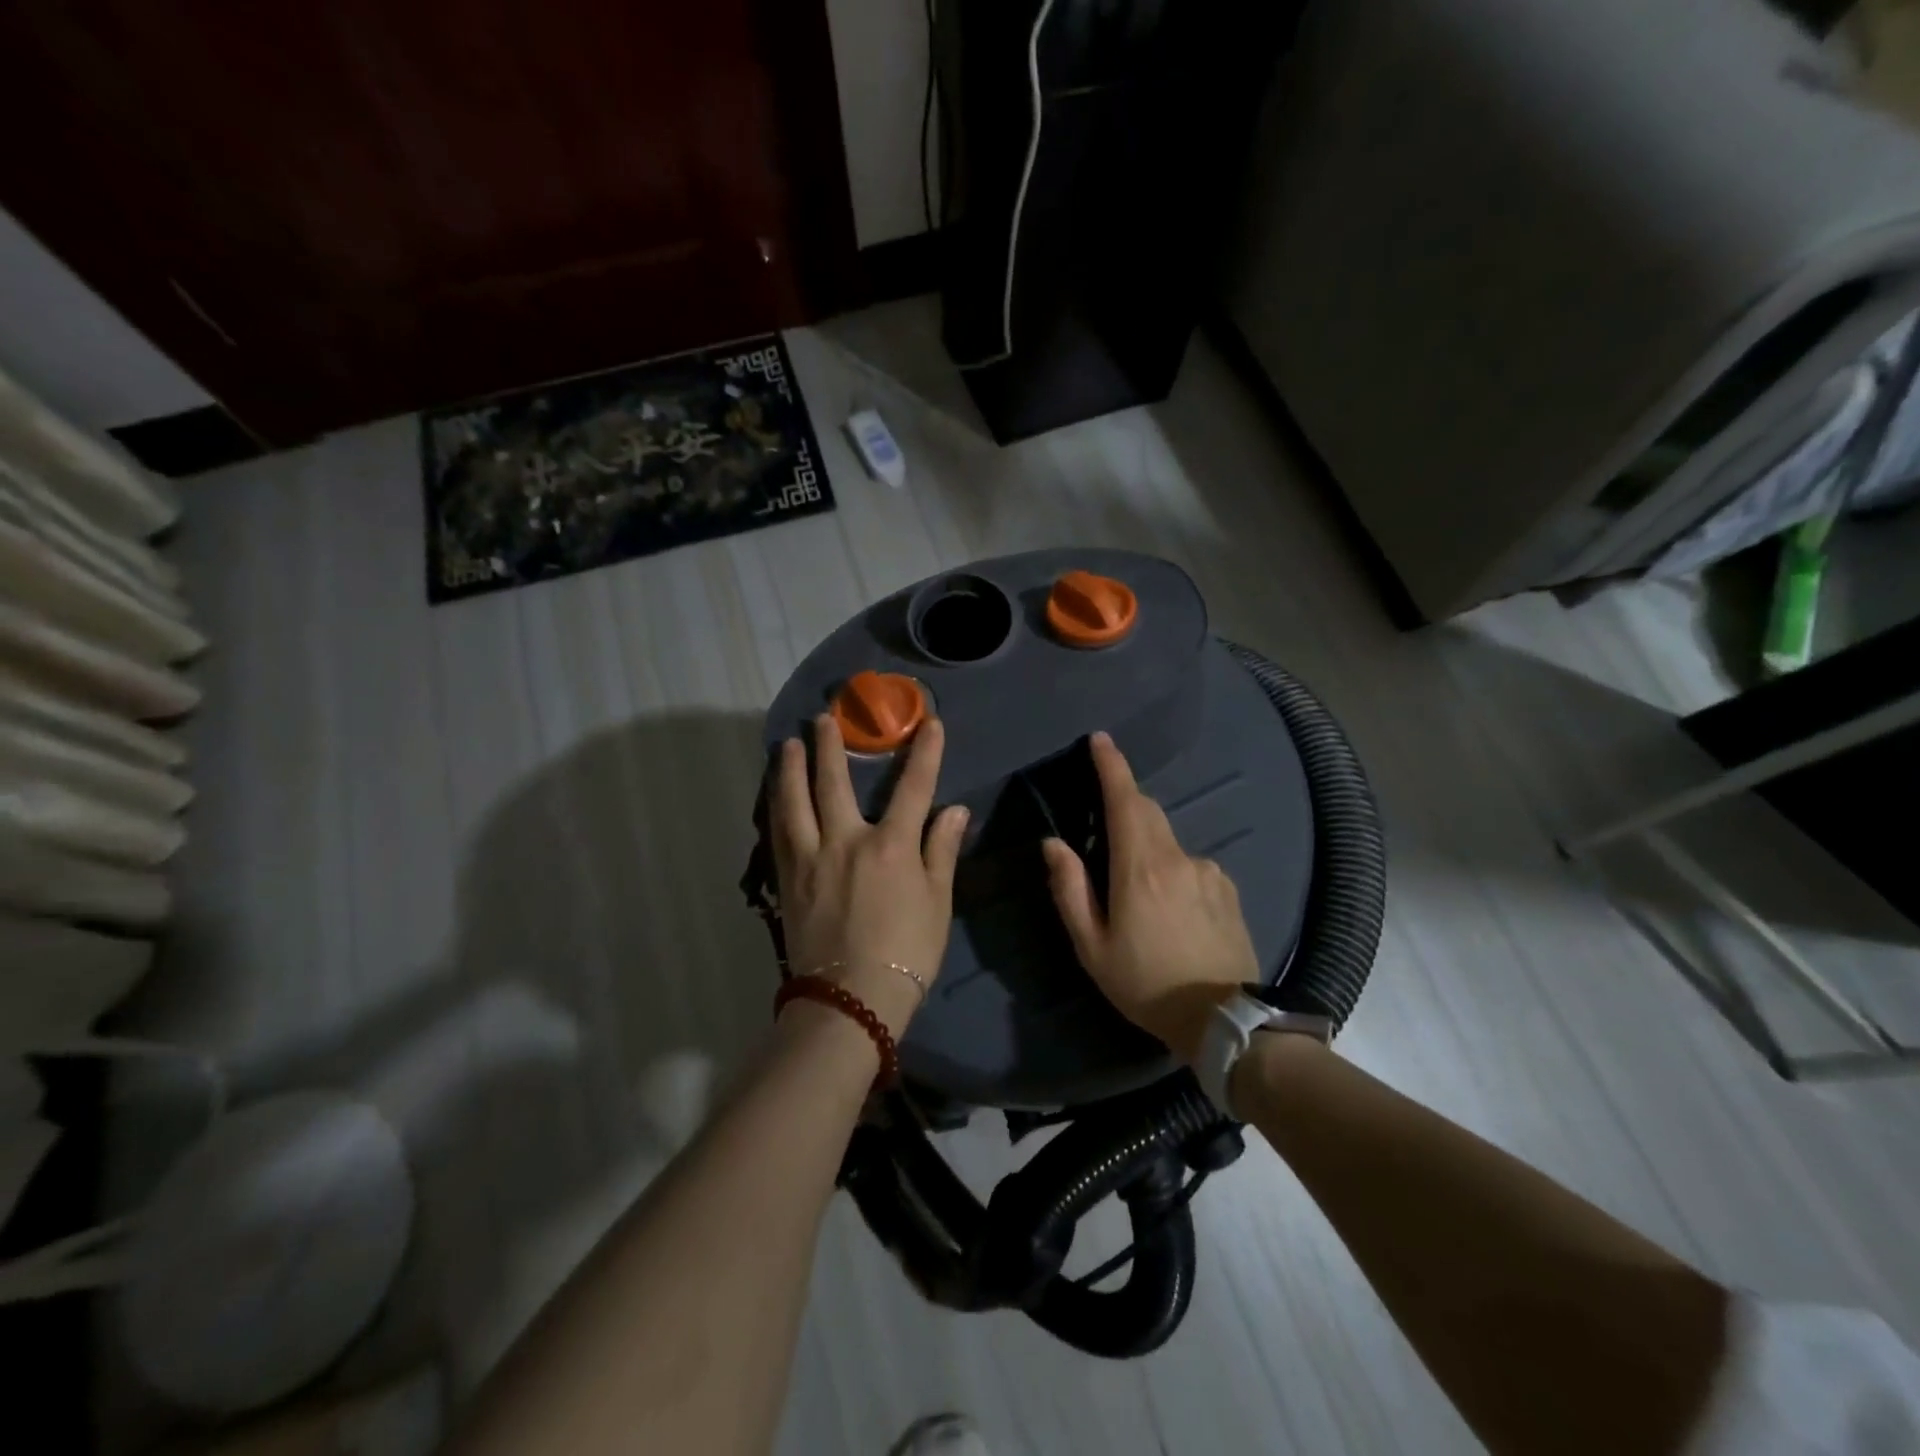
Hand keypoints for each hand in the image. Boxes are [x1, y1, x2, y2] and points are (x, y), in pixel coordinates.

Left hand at [769, 713, 969, 1037]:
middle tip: (824, 718)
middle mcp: (846, 841)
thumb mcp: (938, 903)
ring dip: (791, 769)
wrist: (851, 999)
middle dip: (831, 746)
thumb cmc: (906, 953)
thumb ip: (942, 851)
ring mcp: (810, 859)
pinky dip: (776, 807)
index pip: (913, 788)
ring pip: (794, 802)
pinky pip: (779, 833)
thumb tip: (956, 810)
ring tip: (788, 744)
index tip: (929, 722)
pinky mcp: (787, 880)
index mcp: (891, 847)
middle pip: (835, 783)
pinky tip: (774, 796)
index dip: (924, 752)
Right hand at [1043, 731, 1258, 1062]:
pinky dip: (1174, 870)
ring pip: (1169, 841)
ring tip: (1139, 893)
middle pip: (1148, 812)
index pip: (1125, 801)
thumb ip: (1070, 889)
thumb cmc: (1146, 984)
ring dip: (1148, 847)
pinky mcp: (1227, 888)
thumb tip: (1054, 843)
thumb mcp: (1092, 946)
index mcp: (1139, 868)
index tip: (1100, 740)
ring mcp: (1208, 871)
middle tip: (1104, 820)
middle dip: (1125, 802)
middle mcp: (1177, 858)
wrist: (1224, 1021)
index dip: (1111, 766)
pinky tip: (1172, 910)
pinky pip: (1192, 864)